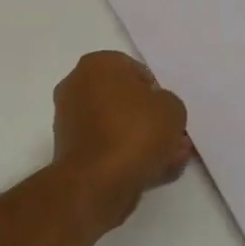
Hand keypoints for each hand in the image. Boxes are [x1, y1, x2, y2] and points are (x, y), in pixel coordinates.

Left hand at [52, 51, 190, 227]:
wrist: (97, 181)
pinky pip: (106, 147)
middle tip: (174, 137)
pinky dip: (127, 155)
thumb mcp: (172, 108)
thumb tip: (157, 111)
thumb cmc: (134, 132)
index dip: (156, 91)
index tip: (168, 111)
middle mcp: (77, 86)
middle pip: (123, 100)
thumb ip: (168, 103)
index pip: (133, 70)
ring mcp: (70, 119)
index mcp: (96, 65)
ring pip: (116, 126)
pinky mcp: (70, 150)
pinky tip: (155, 171)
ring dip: (144, 140)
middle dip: (150, 119)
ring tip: (172, 159)